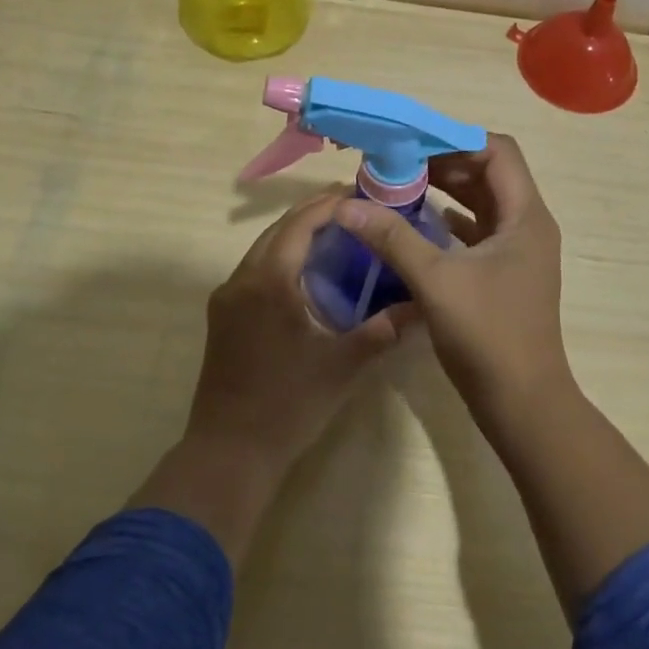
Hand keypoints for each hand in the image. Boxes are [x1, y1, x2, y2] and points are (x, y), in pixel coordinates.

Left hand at [184, 189, 414, 479]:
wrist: (229, 453)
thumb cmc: (288, 405)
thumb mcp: (342, 366)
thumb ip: (384, 331)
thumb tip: (424, 306)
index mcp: (268, 282)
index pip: (299, 224)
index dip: (329, 205)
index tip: (361, 195)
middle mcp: (241, 280)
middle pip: (278, 230)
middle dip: (314, 214)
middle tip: (355, 209)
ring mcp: (227, 299)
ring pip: (264, 249)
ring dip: (296, 236)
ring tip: (338, 234)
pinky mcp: (223, 317)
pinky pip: (256, 271)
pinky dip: (283, 259)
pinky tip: (308, 273)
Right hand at [334, 134, 571, 421]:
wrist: (523, 404)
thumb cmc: (487, 336)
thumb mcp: (436, 281)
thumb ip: (392, 238)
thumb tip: (346, 206)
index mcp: (525, 216)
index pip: (497, 151)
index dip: (456, 141)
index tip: (411, 144)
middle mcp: (527, 225)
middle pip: (489, 173)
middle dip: (444, 163)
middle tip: (397, 162)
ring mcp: (518, 252)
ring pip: (483, 202)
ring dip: (446, 191)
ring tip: (400, 185)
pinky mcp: (505, 274)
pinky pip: (478, 231)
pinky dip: (450, 220)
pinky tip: (417, 223)